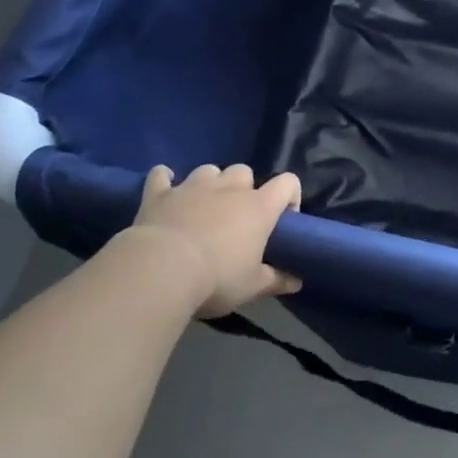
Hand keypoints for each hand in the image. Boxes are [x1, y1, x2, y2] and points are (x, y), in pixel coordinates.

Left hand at [117, 163, 302, 318]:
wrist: (161, 271)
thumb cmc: (216, 279)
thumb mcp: (252, 287)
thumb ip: (276, 280)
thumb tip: (297, 281)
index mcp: (258, 207)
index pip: (287, 183)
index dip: (289, 196)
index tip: (283, 219)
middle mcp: (229, 188)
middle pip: (244, 171)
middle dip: (243, 188)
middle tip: (237, 217)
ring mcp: (192, 186)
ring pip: (208, 170)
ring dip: (209, 184)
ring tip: (203, 206)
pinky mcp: (160, 193)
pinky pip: (161, 175)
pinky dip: (164, 180)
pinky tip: (164, 191)